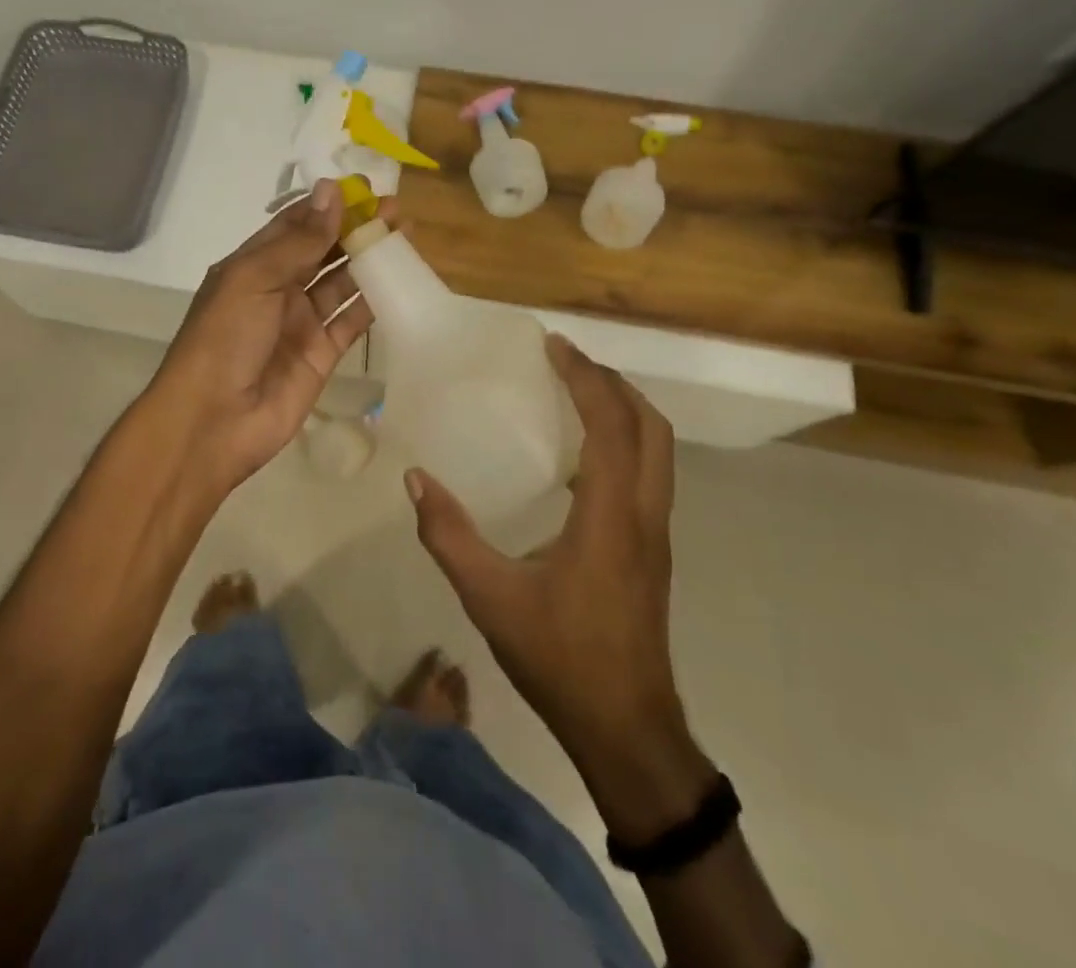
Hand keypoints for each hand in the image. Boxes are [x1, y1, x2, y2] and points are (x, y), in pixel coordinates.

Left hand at [144, 179, 381, 499]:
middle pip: (323, 251)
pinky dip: (375, 301)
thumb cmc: (224, 338)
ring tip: (406, 235)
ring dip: (370, 260)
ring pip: (342, 282)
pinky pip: (353, 320)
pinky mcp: (323, 354)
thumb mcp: (254, 279)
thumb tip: (332, 190)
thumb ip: (298, 240)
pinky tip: (401, 280)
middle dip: (355, 229)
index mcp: (253, 265)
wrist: (214, 421)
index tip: (365, 188)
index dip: (327, 206)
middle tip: (396, 210)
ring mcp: (302, 322)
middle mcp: (278, 289)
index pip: (295, 225)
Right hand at [405, 335, 713, 841]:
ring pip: (659, 450)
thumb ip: (449, 535)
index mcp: (611, 516)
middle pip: (651, 427)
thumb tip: (416, 479)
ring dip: (624, 409)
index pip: (611, 425)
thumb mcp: (490, 597)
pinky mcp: (653, 551)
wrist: (626, 729)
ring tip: (576, 391)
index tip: (553, 346)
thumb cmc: (560, 657)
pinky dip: (625, 440)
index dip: (586, 378)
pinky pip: (650, 474)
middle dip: (613, 383)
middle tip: (567, 361)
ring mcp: (656, 534)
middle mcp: (645, 515)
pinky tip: (582, 454)